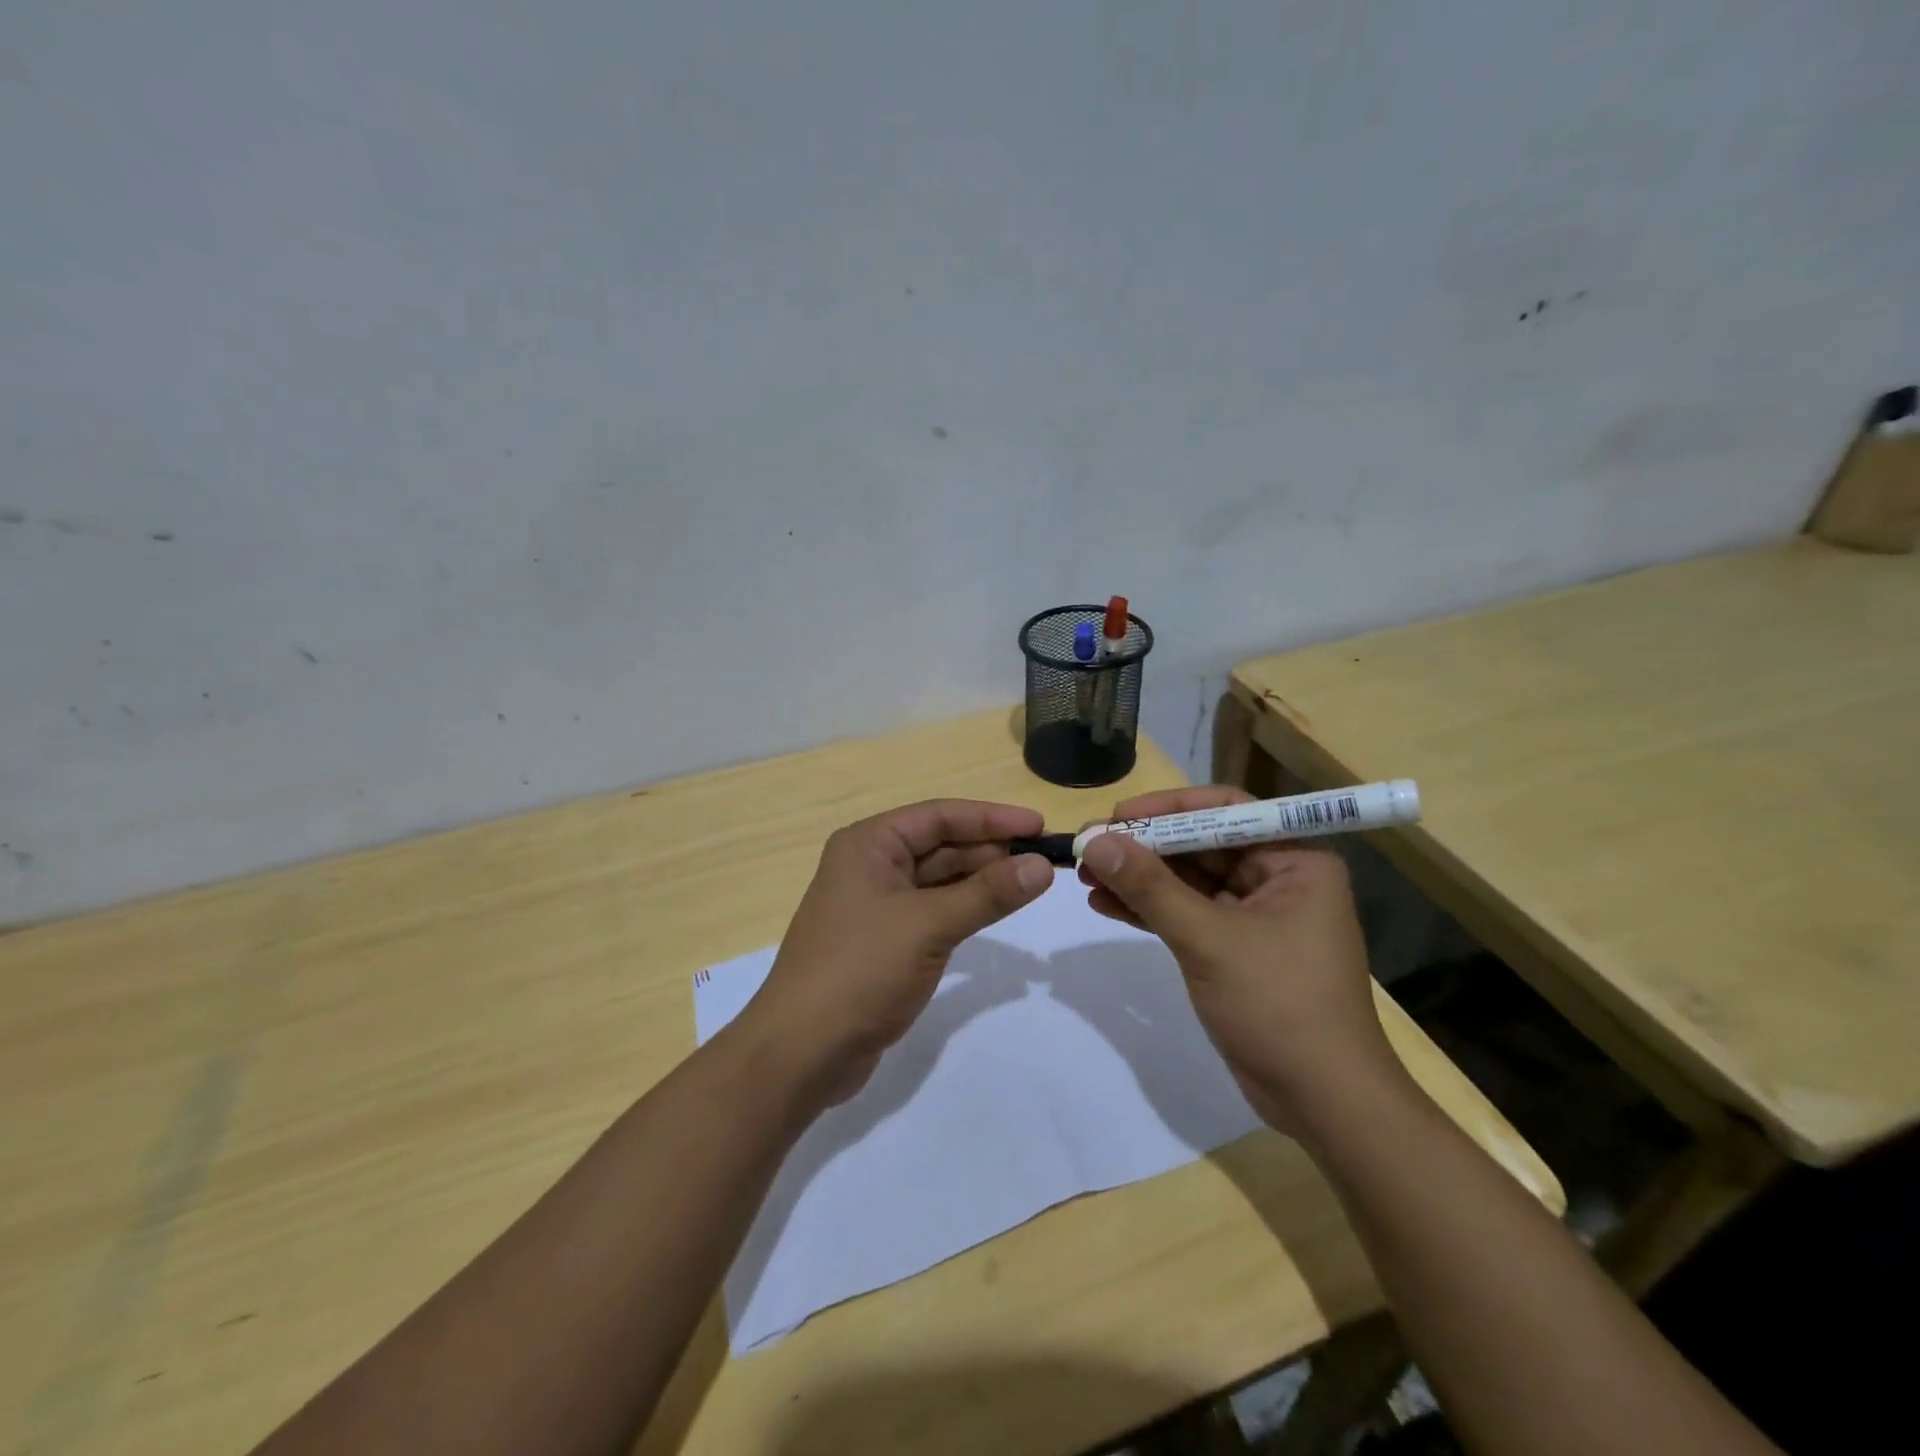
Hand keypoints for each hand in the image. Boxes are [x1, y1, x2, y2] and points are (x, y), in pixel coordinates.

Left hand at [736, 800, 1054, 1106]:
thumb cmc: (860, 971)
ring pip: (940, 880)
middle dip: (990, 850)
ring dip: (982, 881)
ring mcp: (877, 905)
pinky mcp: (886, 941)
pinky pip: (934, 911)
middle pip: (941, 845)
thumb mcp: (928, 926)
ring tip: (1031, 883)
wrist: (802, 1052)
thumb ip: (988, 894)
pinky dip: (965, 909)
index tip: (1039, 826)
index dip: (991, 818)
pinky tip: (997, 911)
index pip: (939, 816)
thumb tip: (1042, 865)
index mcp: (869, 844)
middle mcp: (871, 865)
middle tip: (1043, 860)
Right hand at [1077, 786, 1398, 1134]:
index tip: (1118, 815)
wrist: (1323, 1103)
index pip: (1225, 810)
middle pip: (1201, 844)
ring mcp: (1255, 916)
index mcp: (1295, 861)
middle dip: (1144, 847)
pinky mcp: (1234, 949)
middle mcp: (1278, 879)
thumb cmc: (1279, 1006)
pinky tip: (1104, 904)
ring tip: (1085, 875)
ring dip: (1139, 878)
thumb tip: (1096, 840)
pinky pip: (1186, 914)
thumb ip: (1151, 888)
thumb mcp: (1210, 940)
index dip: (1168, 807)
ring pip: (1188, 881)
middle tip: (1089, 847)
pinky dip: (1148, 910)